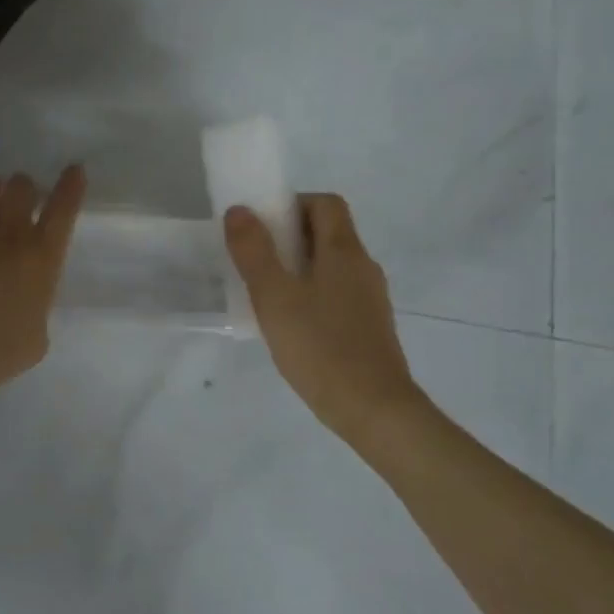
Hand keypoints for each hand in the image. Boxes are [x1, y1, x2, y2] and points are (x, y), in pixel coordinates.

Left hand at [0, 148, 86, 393]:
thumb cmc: (1, 351)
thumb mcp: (37, 334)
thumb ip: (35, 306)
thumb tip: (25, 301)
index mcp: (42, 255)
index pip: (63, 209)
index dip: (69, 186)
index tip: (72, 170)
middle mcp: (10, 232)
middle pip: (21, 186)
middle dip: (20, 190)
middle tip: (15, 202)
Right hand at [224, 194, 427, 443]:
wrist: (374, 410)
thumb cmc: (320, 346)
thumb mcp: (274, 297)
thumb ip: (253, 251)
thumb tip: (239, 210)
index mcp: (344, 251)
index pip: (325, 203)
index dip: (293, 204)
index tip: (262, 225)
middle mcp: (363, 267)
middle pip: (328, 233)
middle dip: (289, 237)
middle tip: (254, 260)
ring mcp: (370, 299)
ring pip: (331, 266)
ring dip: (298, 268)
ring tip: (266, 294)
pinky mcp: (369, 326)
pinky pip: (337, 293)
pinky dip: (311, 294)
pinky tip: (290, 324)